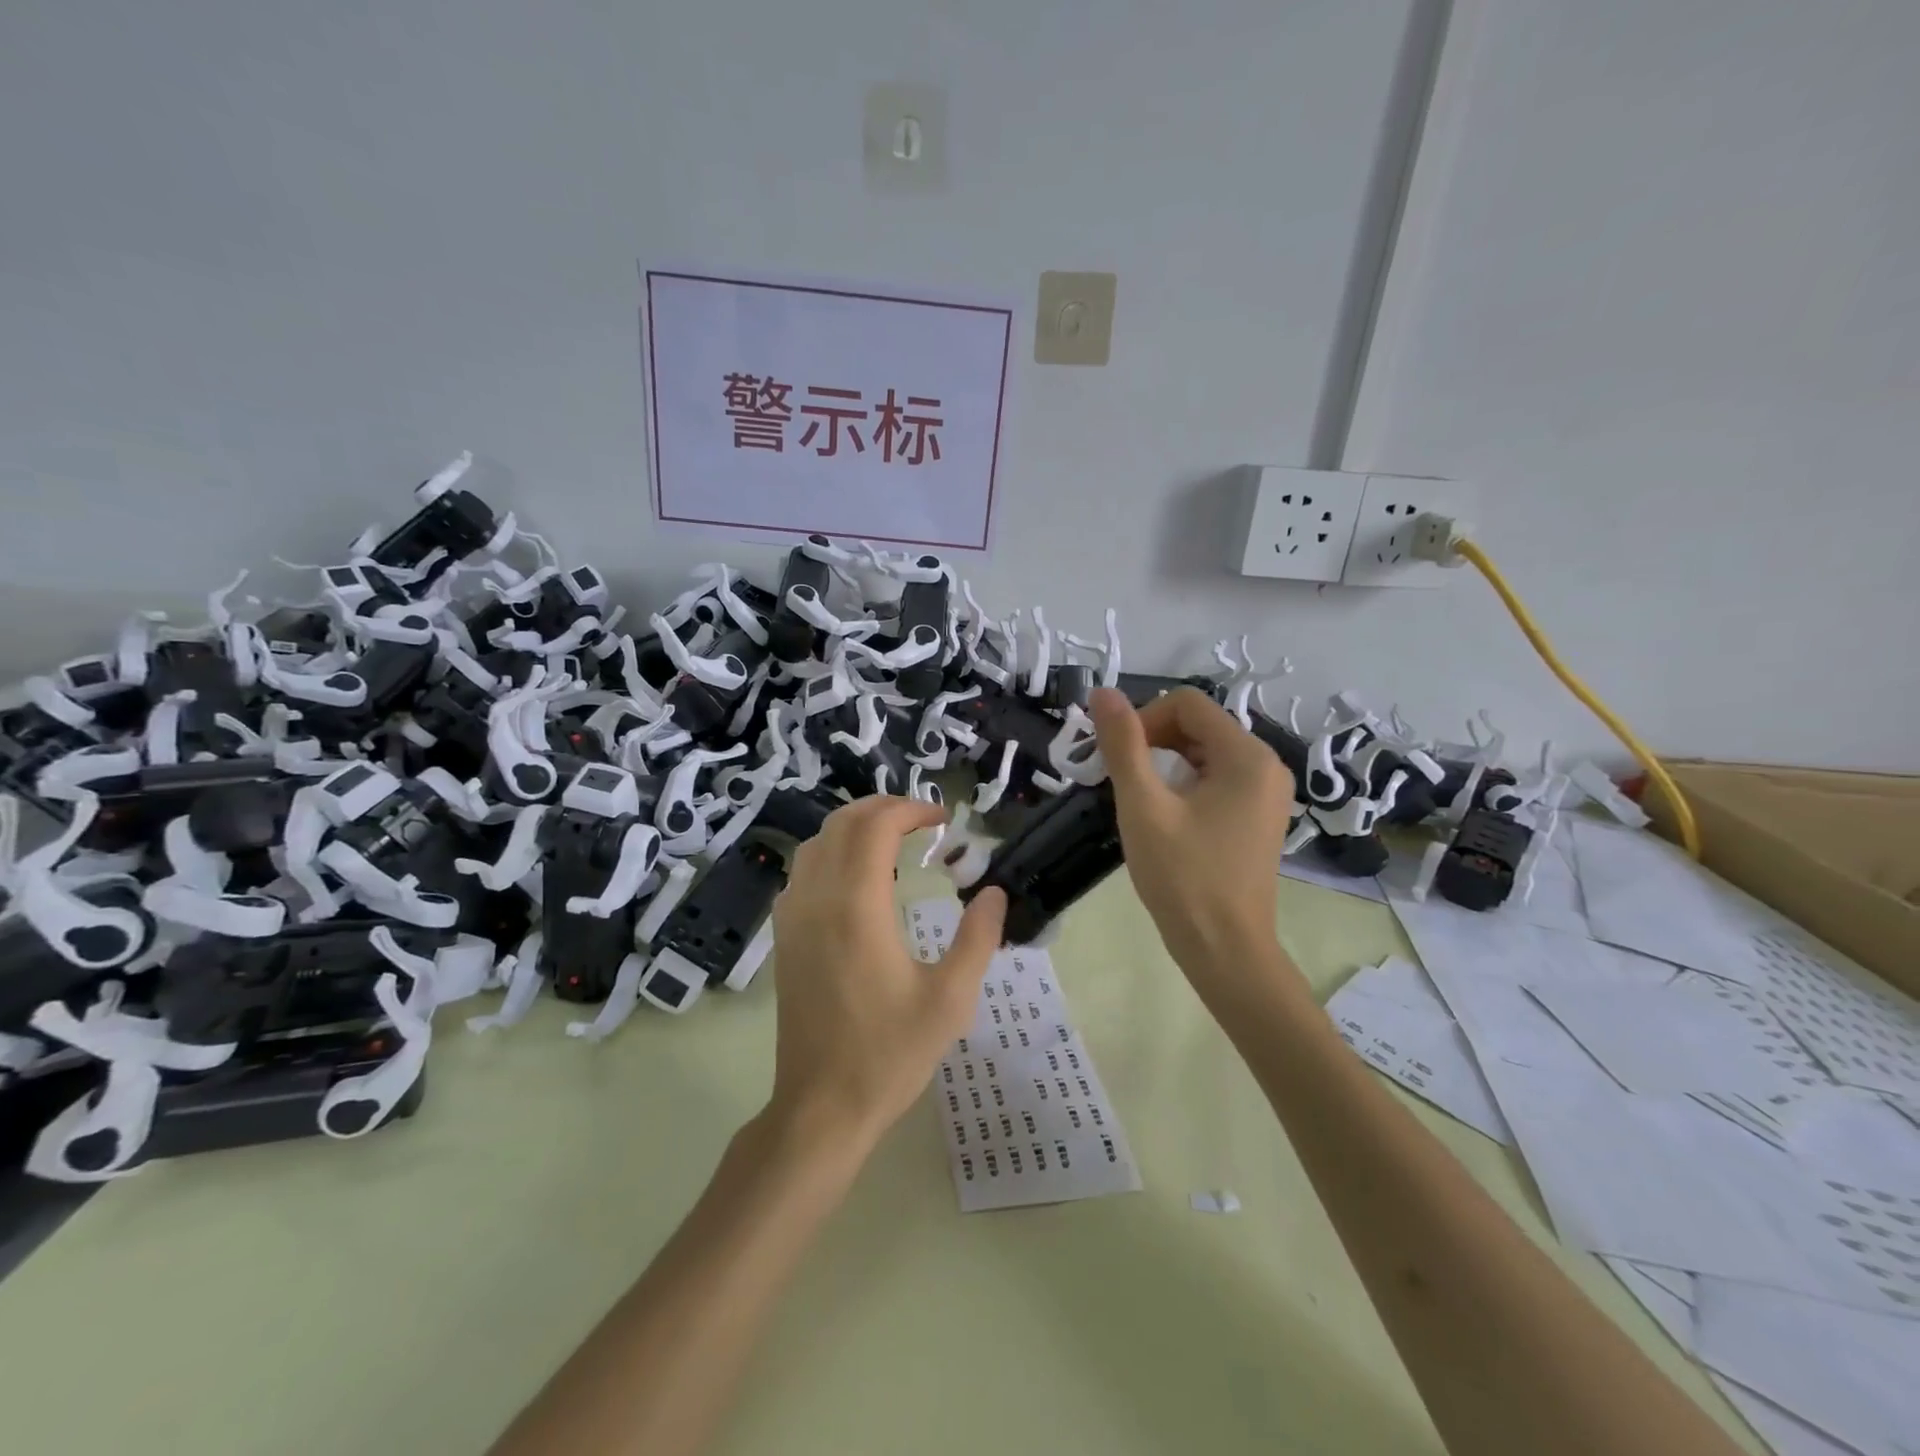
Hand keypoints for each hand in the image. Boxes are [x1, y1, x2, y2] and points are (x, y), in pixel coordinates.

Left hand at [767, 796, 1006, 1151]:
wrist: (821, 1107)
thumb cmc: (889, 1055)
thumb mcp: (950, 999)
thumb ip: (977, 938)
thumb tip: (995, 892)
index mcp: (856, 907)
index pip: (876, 826)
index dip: (911, 809)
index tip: (944, 819)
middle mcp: (817, 899)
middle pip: (842, 823)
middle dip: (883, 808)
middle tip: (922, 821)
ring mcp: (792, 917)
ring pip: (816, 843)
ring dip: (854, 827)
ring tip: (893, 840)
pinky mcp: (784, 937)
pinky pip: (802, 871)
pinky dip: (831, 853)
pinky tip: (857, 879)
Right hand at [1088, 686, 1293, 978]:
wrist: (1225, 950)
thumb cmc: (1183, 877)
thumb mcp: (1143, 805)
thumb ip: (1123, 744)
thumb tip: (1102, 692)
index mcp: (1247, 756)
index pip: (1187, 703)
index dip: (1144, 720)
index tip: (1119, 759)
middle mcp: (1267, 765)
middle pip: (1197, 725)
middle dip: (1153, 743)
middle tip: (1121, 782)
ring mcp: (1266, 793)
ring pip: (1204, 753)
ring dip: (1164, 765)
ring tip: (1139, 802)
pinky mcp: (1258, 817)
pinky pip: (1216, 780)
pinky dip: (1183, 786)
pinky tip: (1164, 818)